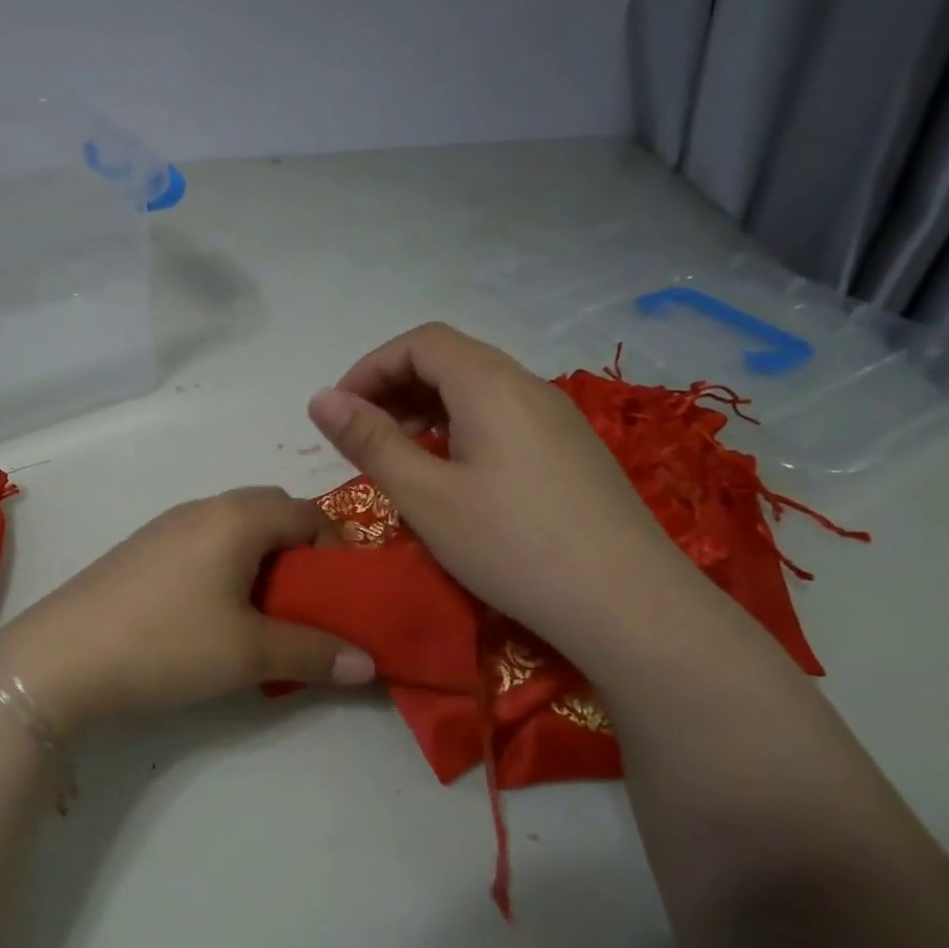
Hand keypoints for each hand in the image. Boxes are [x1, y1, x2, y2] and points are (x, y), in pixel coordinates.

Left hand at [0, 488, 375, 734]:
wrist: (60, 658)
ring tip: (262, 614)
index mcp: (238, 517)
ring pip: (234, 529)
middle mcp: (204, 507)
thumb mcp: (250, 654)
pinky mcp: (140, 549)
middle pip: (271, 513)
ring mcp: (166, 525)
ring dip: (260, 562)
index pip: (308, 512)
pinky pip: (202, 543)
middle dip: (299, 554)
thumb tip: (369, 664)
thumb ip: (314, 653)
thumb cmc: (168, 643)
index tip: (340, 596)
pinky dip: (225, 567)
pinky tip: (211, 615)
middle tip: (305, 605)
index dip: (335, 550)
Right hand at [306, 323, 706, 651]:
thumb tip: (320, 398)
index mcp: (490, 384)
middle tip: (362, 434)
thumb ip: (370, 441)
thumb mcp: (425, 495)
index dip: (371, 367)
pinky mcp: (573, 450)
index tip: (340, 411)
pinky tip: (454, 473)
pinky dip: (462, 427)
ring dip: (429, 407)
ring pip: (479, 389)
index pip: (421, 343)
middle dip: (396, 386)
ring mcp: (558, 417)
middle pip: (452, 359)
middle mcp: (529, 386)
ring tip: (401, 453)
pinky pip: (505, 416)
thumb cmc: (511, 545)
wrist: (627, 604)